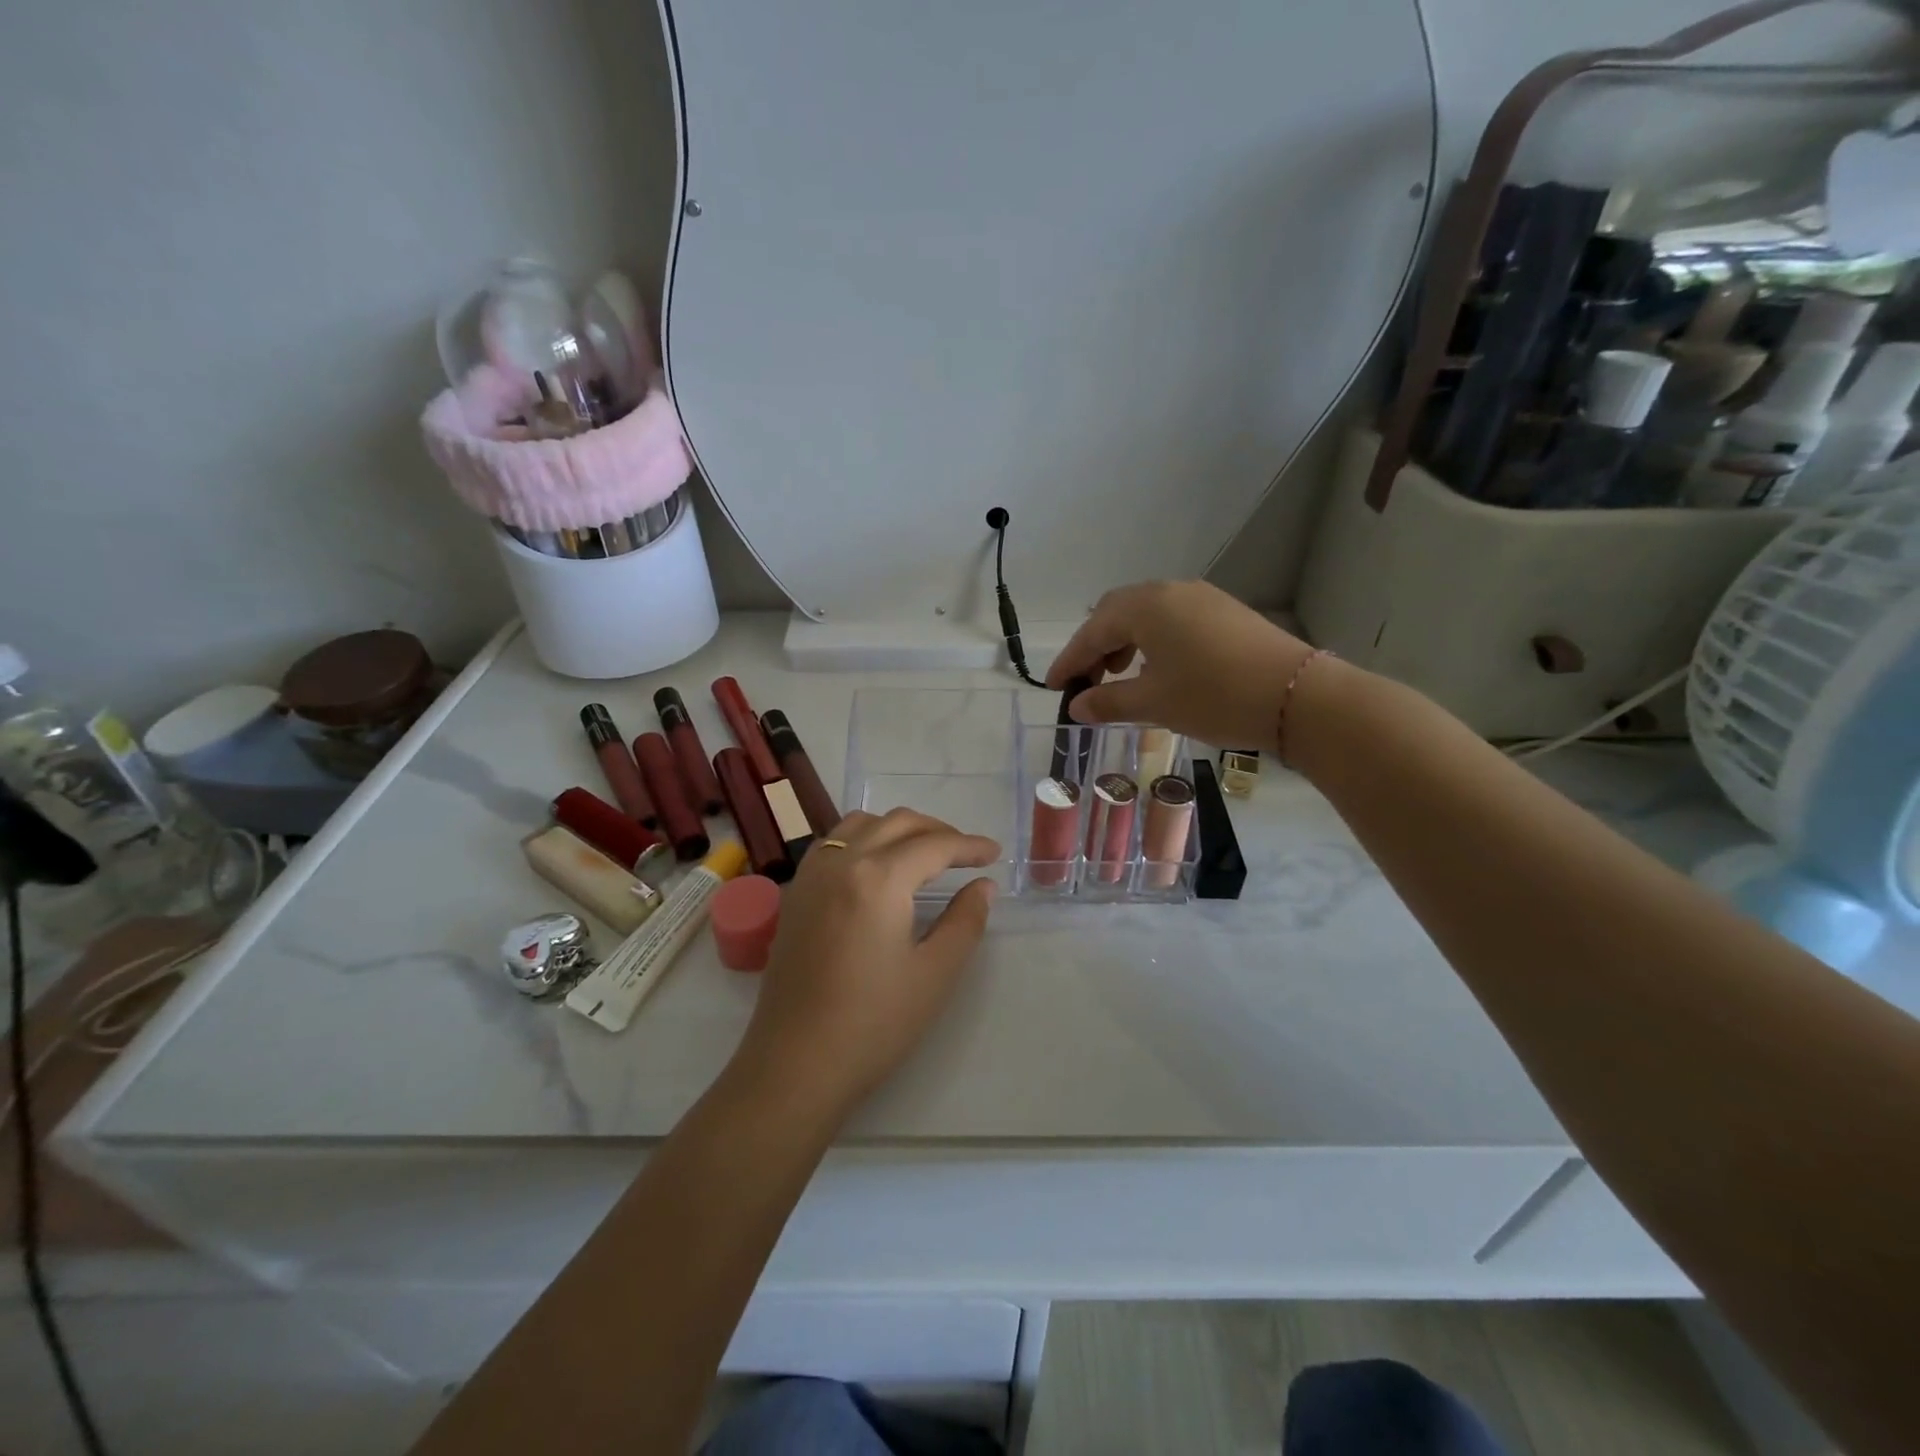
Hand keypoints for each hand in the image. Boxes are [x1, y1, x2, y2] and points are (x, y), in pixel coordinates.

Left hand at [734, 809, 998, 1112]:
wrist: (796, 1064)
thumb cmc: (873, 1023)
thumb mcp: (934, 973)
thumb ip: (965, 921)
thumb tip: (983, 885)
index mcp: (878, 878)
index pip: (933, 845)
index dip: (969, 846)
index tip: (995, 853)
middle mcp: (841, 862)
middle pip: (896, 823)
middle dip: (937, 830)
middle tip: (966, 853)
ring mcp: (812, 875)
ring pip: (860, 823)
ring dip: (897, 828)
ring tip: (923, 852)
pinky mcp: (795, 893)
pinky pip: (833, 842)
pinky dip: (863, 837)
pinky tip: (876, 864)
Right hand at [1047, 580, 1316, 751]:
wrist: (1296, 695)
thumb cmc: (1213, 697)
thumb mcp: (1154, 703)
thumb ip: (1108, 702)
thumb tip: (1077, 706)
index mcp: (1145, 607)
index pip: (1093, 632)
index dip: (1070, 660)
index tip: (1052, 686)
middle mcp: (1169, 591)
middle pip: (1116, 612)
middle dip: (1095, 646)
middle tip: (1086, 681)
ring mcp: (1200, 597)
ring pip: (1146, 613)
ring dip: (1124, 641)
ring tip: (1119, 675)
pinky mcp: (1224, 610)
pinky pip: (1172, 617)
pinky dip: (1153, 639)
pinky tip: (1158, 667)